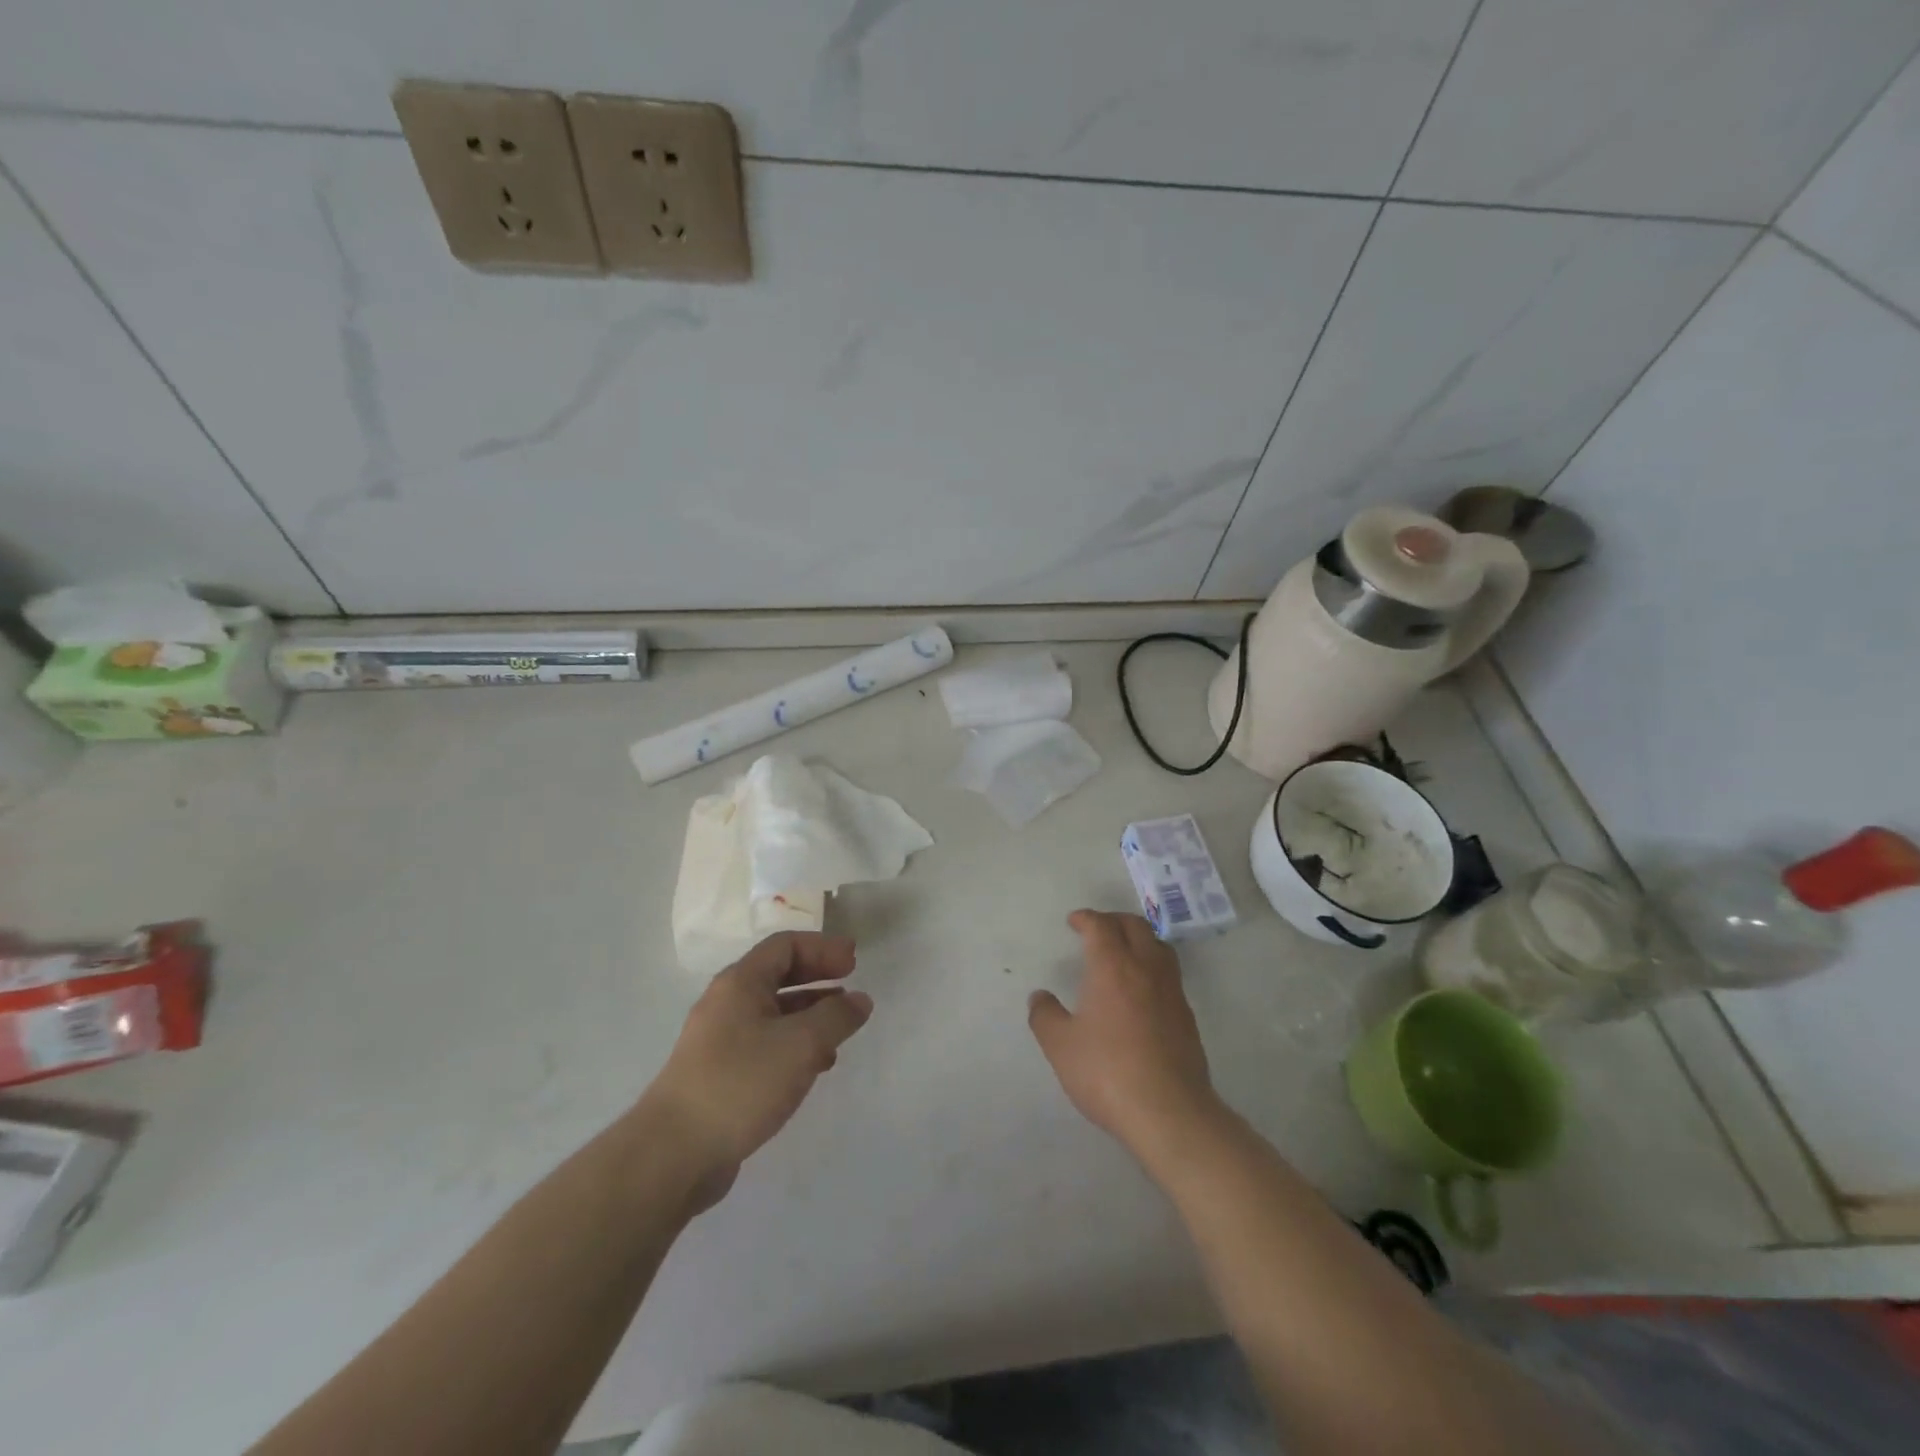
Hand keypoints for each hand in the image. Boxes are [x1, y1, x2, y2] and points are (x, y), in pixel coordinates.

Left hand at [644, 932, 871, 1208]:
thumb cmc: (741, 1083)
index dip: (823, 947)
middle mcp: (726, 1003)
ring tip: (840, 1029)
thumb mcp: (801, 1044)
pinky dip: (793, 1044)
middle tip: (851, 984)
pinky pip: (764, 1043)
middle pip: (778, 975)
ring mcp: (719, 1040)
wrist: (673, 1154)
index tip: (854, 961)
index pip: (785, 945)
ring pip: (772, 1013)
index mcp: (740, 983)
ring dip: (809, 1013)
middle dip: (817, 976)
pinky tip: (813, 1067)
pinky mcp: (719, 1074)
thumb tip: (860, 1000)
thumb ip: (836, 1017)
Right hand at [1029, 910, 1220, 1155]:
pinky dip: (1153, 966)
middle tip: (1097, 929)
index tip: (1074, 921)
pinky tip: (1142, 990)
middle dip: (1114, 920)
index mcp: (1113, 967)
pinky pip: (1170, 974)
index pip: (1101, 926)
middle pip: (1135, 927)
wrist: (1169, 1112)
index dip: (1086, 918)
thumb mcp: (1060, 1046)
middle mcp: (1146, 969)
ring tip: (1123, 951)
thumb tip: (1039, 997)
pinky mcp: (1187, 1016)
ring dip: (1139, 939)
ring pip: (1159, 946)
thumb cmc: (1107, 1072)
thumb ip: (1045, 1016)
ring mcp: (1172, 992)